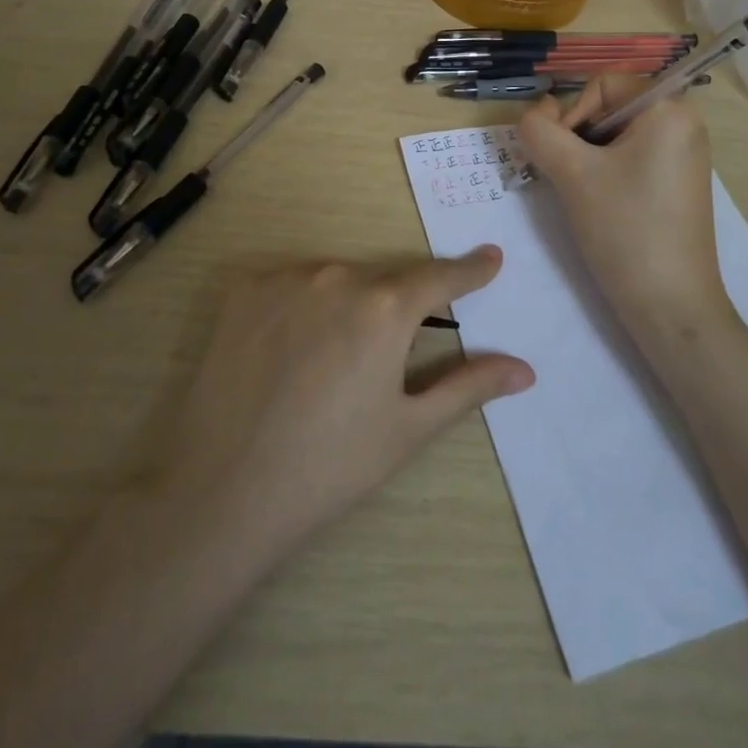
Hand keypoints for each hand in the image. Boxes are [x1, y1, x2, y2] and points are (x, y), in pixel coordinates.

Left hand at [155, 250, 532, 562]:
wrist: (221, 490)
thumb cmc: (330, 466)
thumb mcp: (409, 429)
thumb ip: (469, 387)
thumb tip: (525, 369)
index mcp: (385, 308)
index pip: (441, 277)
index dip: (469, 270)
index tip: (490, 258)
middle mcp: (338, 276)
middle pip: (385, 281)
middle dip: (399, 306)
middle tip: (393, 351)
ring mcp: (286, 278)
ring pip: (337, 281)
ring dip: (348, 305)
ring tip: (331, 363)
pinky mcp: (243, 289)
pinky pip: (291, 286)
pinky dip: (303, 307)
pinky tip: (289, 351)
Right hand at [515, 77, 729, 339]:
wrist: (671, 306)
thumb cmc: (625, 229)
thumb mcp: (572, 173)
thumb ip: (539, 130)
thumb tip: (534, 113)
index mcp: (669, 108)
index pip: (600, 85)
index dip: (572, 116)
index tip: (565, 161)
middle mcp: (684, 122)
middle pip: (608, 108)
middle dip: (578, 140)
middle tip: (569, 180)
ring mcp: (683, 155)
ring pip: (614, 137)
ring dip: (587, 159)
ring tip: (585, 197)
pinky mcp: (677, 183)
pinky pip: (631, 159)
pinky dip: (606, 174)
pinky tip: (601, 207)